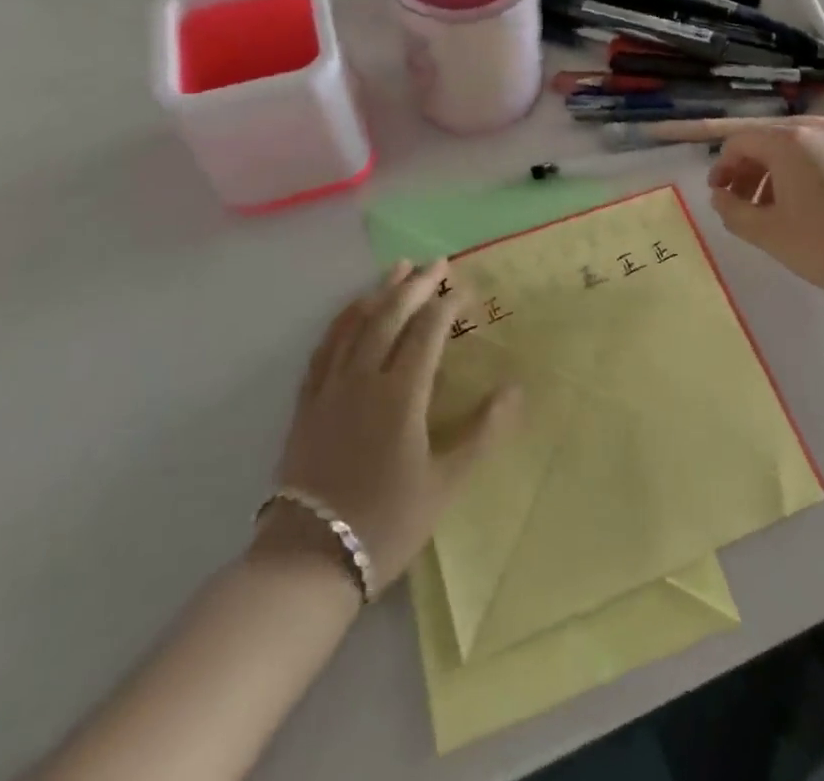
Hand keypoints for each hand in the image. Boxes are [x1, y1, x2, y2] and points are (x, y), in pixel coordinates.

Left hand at [263, 261, 521, 592]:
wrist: (309, 560)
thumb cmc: (385, 522)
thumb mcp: (445, 484)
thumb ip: (482, 432)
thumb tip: (515, 389)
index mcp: (400, 394)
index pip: (427, 333)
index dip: (447, 305)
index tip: (465, 288)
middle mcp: (364, 378)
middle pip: (390, 317)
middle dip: (416, 286)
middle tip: (436, 262)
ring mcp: (331, 388)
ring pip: (356, 325)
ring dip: (379, 293)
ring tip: (397, 269)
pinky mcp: (307, 403)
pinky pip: (325, 348)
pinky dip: (341, 321)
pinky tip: (351, 311)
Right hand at [708, 125, 823, 311]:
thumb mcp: (768, 234)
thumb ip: (733, 211)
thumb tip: (720, 196)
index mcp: (789, 143)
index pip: (741, 141)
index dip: (722, 166)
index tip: (719, 195)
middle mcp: (818, 134)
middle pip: (769, 142)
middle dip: (748, 171)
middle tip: (741, 205)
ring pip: (798, 153)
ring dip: (775, 177)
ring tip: (774, 214)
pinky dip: (805, 180)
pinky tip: (812, 216)